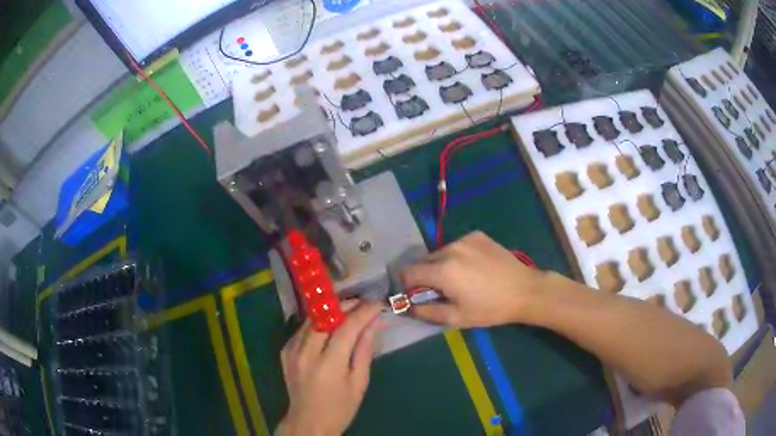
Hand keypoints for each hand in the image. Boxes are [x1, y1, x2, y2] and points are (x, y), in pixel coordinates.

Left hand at [278, 300, 382, 435]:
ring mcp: (292, 350)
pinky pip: (303, 328)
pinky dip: (318, 322)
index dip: (364, 312)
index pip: (347, 327)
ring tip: (350, 310)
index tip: (378, 304)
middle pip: (326, 316)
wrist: (308, 421)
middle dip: (346, 305)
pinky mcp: (285, 351)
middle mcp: (306, 353)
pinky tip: (330, 326)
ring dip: (332, 311)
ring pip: (312, 319)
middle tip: (364, 303)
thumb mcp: (359, 383)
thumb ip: (365, 350)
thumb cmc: (340, 408)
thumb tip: (376, 323)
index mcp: (328, 365)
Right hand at [401, 231, 545, 327]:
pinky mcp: (477, 235)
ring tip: (460, 279)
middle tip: (442, 291)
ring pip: (440, 253)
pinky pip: (456, 246)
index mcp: (442, 270)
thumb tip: (407, 307)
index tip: (417, 296)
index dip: (407, 286)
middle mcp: (450, 249)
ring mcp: (464, 239)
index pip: (408, 273)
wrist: (525, 290)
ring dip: (441, 265)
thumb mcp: (456, 317)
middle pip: (423, 261)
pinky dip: (457, 257)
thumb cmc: (490, 308)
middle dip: (425, 276)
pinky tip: (474, 268)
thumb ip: (426, 312)